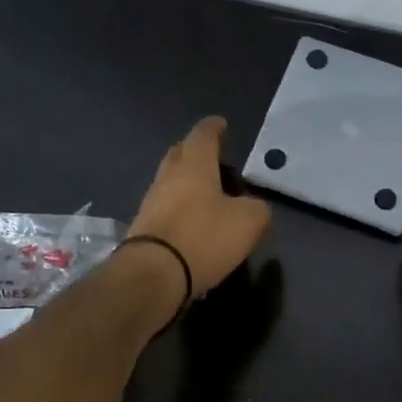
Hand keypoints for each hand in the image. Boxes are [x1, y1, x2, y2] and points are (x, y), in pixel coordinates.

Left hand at [129, 117, 272, 297]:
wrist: (153, 275)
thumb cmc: (204, 237)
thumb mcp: (248, 222)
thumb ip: (258, 209)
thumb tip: (255, 208)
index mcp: (194, 165)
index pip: (203, 135)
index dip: (214, 128)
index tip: (221, 125)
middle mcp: (168, 177)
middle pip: (180, 154)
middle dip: (196, 153)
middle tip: (215, 160)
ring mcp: (151, 202)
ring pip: (171, 182)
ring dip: (187, 183)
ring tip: (209, 195)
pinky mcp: (144, 228)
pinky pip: (165, 208)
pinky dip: (180, 209)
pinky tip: (194, 223)